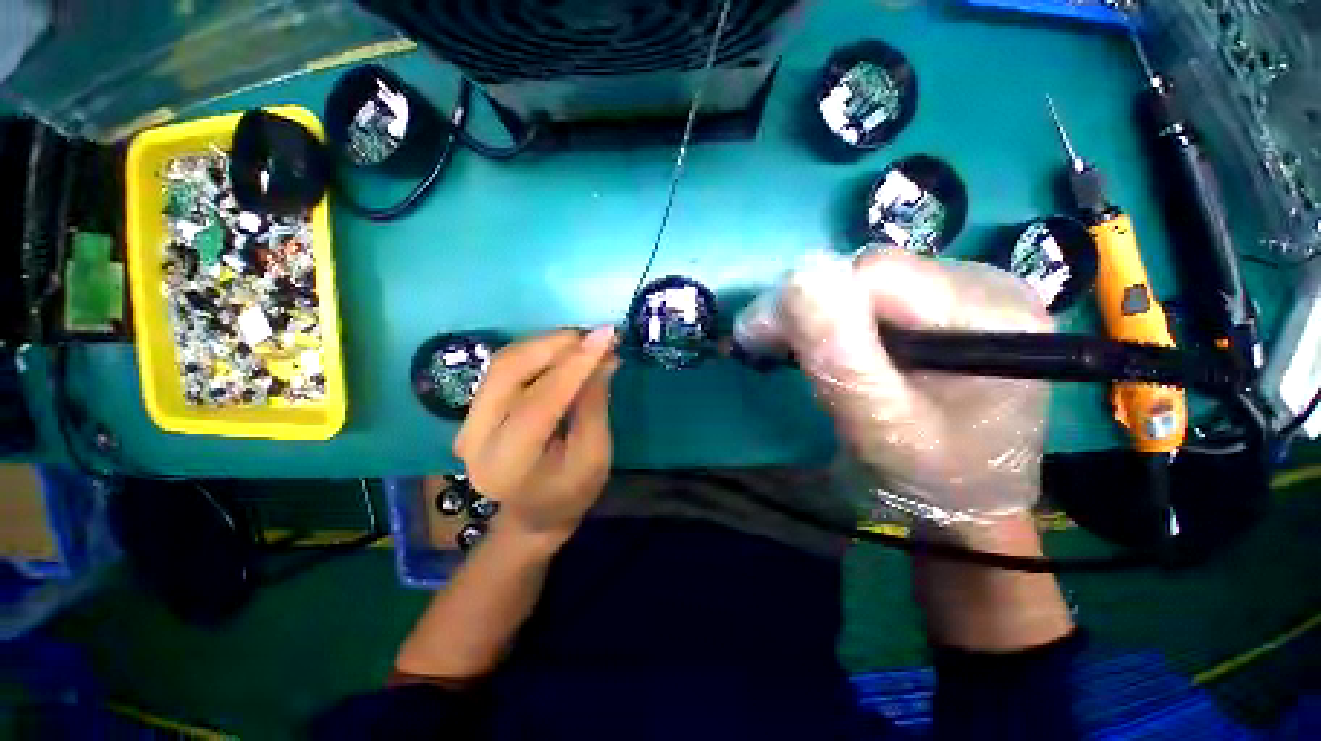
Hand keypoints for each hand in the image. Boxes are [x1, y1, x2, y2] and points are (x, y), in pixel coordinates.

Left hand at [452, 327, 618, 544]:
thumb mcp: (594, 456)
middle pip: (509, 371)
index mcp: (507, 464)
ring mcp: (467, 421)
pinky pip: (505, 366)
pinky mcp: (474, 408)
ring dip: (546, 343)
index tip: (606, 337)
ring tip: (584, 340)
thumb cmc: (570, 493)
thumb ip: (594, 404)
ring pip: (504, 361)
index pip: (539, 403)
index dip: (574, 366)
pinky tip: (564, 350)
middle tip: (595, 335)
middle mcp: (474, 438)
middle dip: (555, 344)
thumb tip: (604, 357)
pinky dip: (537, 351)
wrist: (532, 514)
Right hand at [774, 250, 1051, 522]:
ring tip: (799, 351)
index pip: (876, 274)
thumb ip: (840, 357)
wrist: (969, 498)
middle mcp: (988, 287)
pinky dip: (839, 318)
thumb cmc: (928, 477)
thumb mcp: (877, 426)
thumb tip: (798, 279)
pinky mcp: (948, 302)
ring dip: (820, 315)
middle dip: (809, 308)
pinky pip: (876, 293)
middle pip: (871, 271)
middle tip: (769, 346)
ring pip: (867, 280)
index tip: (759, 337)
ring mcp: (971, 290)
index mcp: (988, 318)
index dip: (808, 300)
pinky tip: (832, 345)